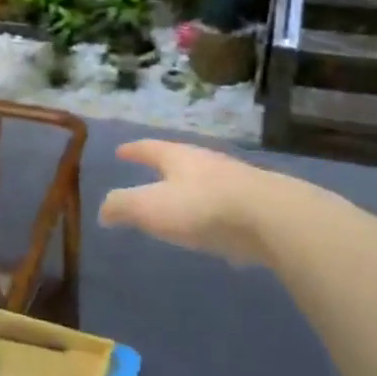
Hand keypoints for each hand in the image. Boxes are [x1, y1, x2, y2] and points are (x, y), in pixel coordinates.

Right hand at [99, 140, 275, 264]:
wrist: (273, 218)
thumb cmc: (202, 207)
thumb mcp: (149, 207)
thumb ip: (122, 206)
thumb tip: (104, 211)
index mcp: (178, 157)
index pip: (149, 148)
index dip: (133, 150)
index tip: (121, 151)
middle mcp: (207, 162)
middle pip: (180, 160)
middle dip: (164, 167)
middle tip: (150, 173)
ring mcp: (237, 182)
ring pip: (206, 181)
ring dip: (191, 190)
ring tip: (181, 202)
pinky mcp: (259, 206)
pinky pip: (228, 205)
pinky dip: (214, 212)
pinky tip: (215, 227)